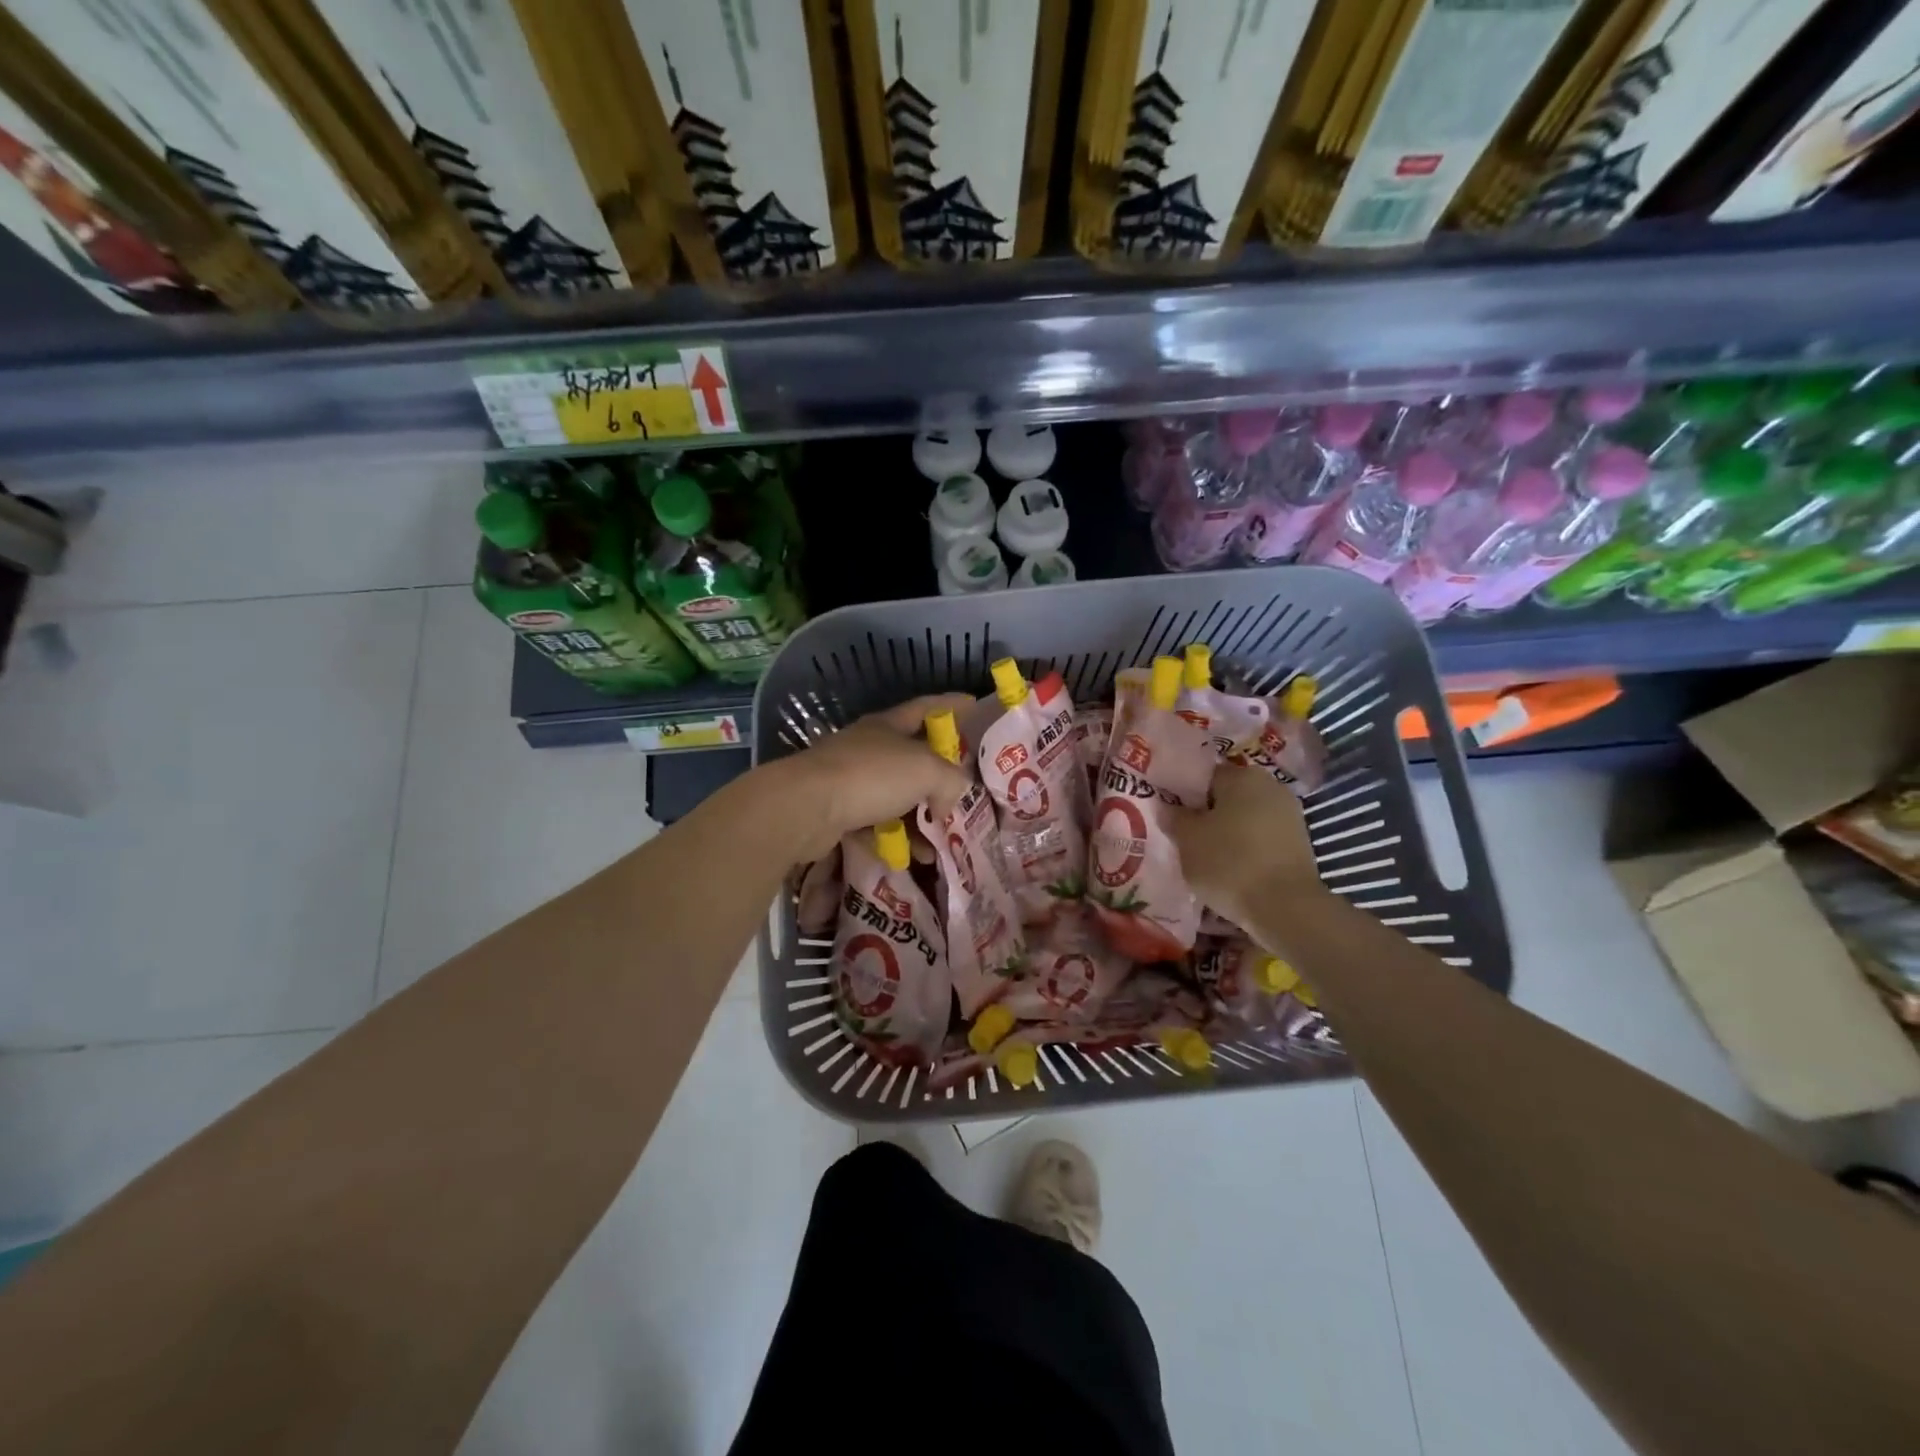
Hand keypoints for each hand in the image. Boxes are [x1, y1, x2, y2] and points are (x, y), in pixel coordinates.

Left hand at [766, 694, 973, 862]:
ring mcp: (850, 780)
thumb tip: (950, 798)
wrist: (805, 808)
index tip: (974, 706)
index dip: (952, 705)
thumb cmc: (870, 776)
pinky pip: (876, 825)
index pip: (927, 708)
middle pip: (912, 755)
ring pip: (895, 795)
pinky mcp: (837, 812)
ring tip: (942, 838)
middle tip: (963, 788)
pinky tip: (913, 857)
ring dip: (919, 817)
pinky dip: (896, 839)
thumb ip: (950, 780)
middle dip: (939, 772)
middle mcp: (869, 747)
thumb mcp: (926, 771)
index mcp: (888, 726)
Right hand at [1170, 762, 1326, 927]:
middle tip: (1185, 838)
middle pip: (1227, 796)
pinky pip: (1261, 838)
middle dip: (1207, 814)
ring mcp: (1289, 815)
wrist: (1285, 907)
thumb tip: (1169, 807)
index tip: (1171, 816)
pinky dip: (1245, 848)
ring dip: (1227, 833)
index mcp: (1241, 775)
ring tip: (1206, 857)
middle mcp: (1269, 786)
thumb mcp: (1187, 840)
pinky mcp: (1299, 843)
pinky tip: (1231, 869)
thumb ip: (1175, 818)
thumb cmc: (1229, 862)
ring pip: (1245, 818)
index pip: (1204, 776)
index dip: (1184, 795)